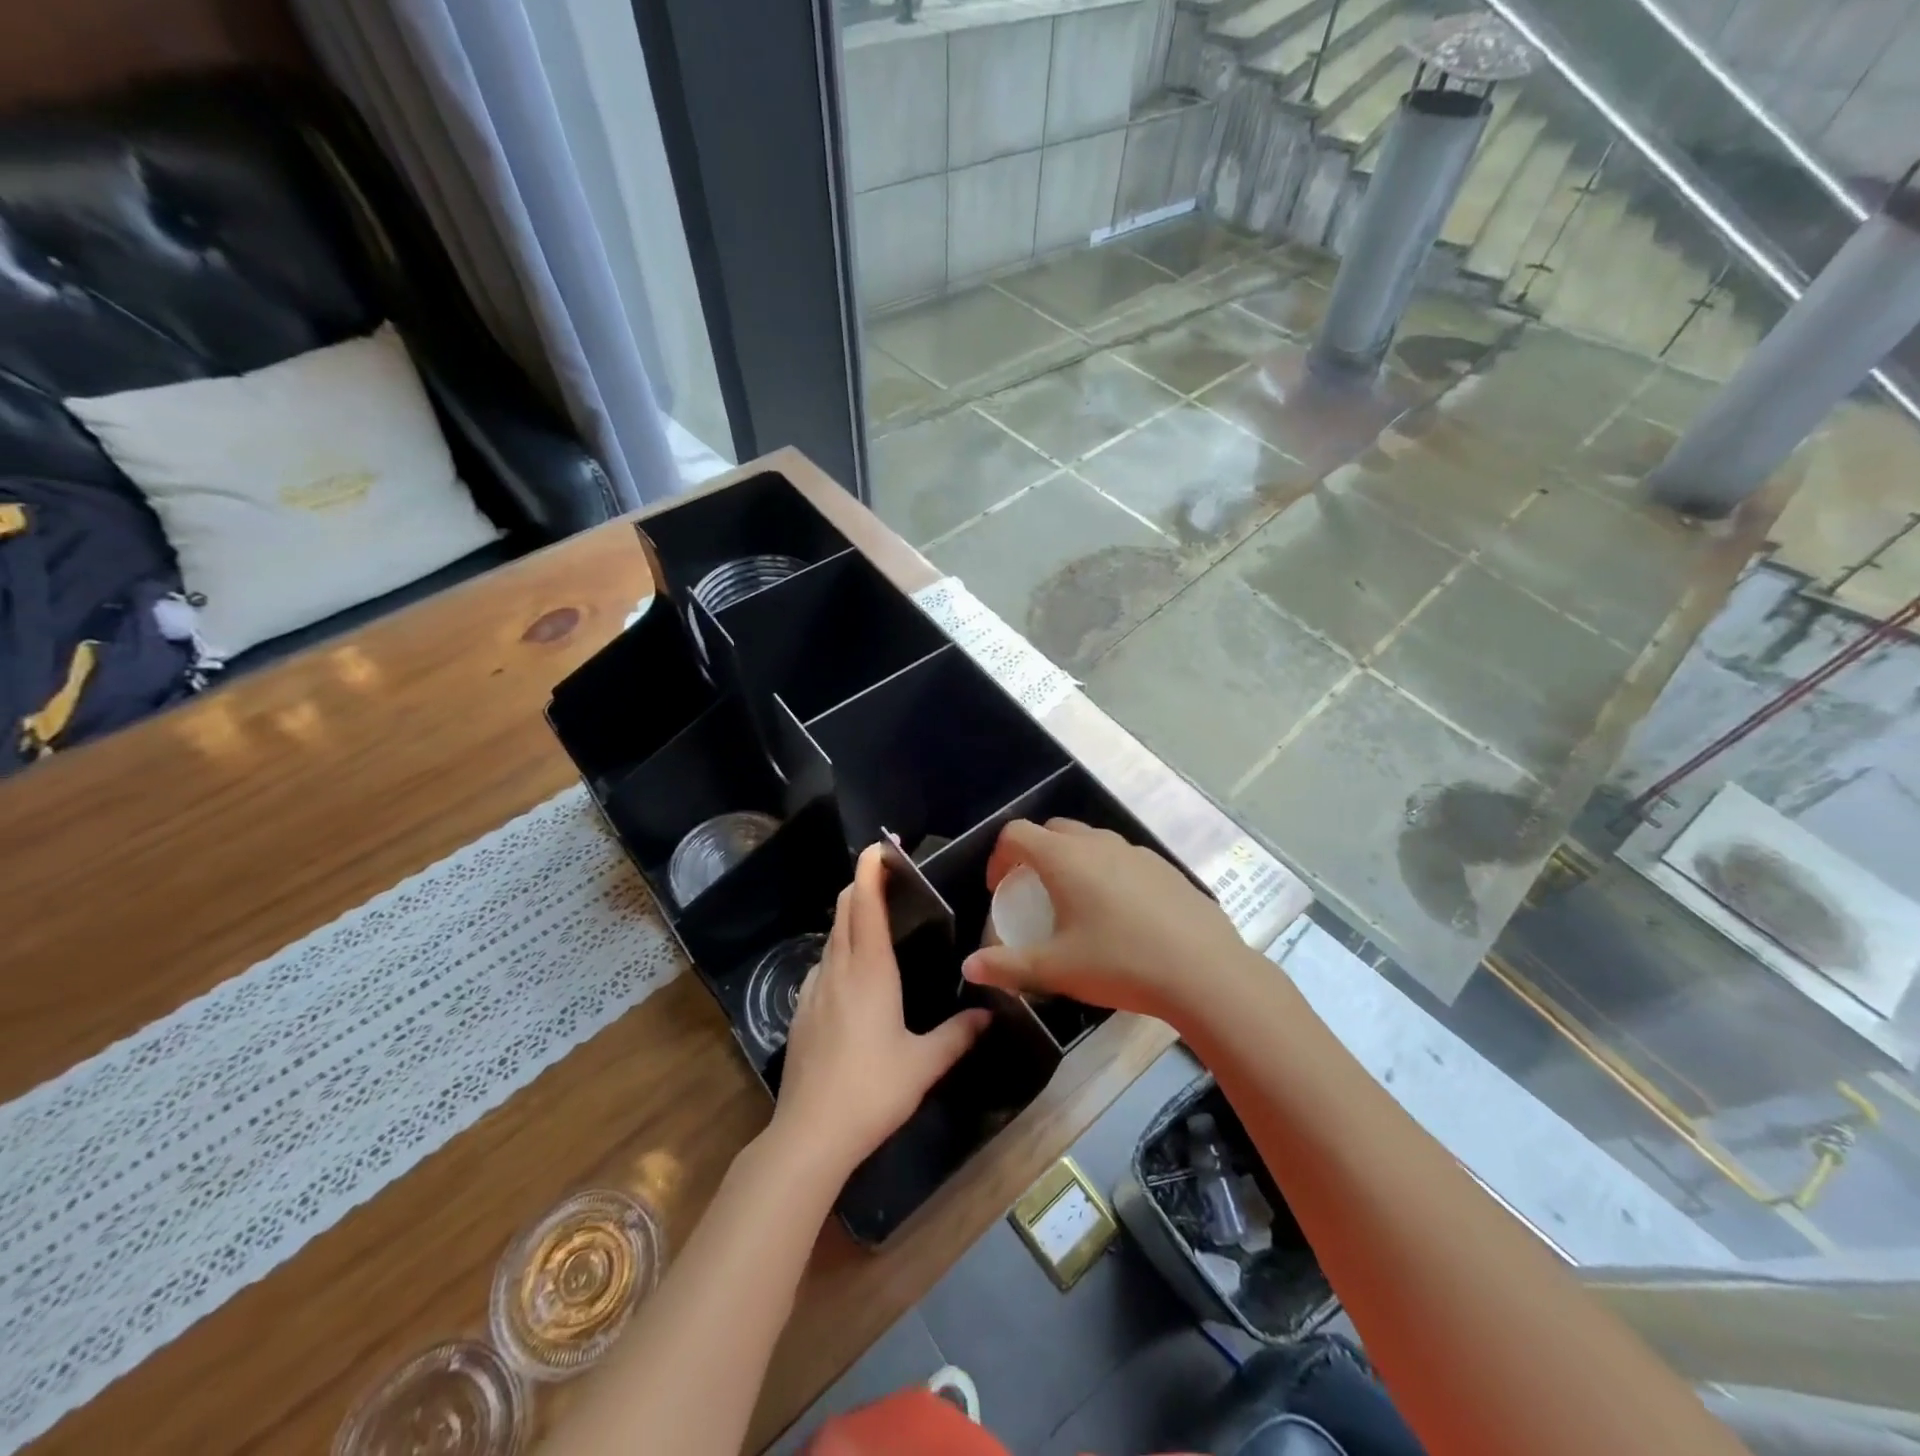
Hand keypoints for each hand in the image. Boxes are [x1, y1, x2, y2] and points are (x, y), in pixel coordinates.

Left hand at [771, 844, 989, 1182]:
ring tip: (872, 921)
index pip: (866, 904)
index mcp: (870, 971)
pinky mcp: (800, 1012)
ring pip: (831, 939)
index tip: (879, 847)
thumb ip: (958, 1034)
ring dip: (849, 920)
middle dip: (860, 886)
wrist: (811, 1133)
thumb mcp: (924, 1063)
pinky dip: (837, 953)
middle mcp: (838, 970)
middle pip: (844, 912)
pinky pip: (821, 967)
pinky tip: (850, 975)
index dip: (870, 871)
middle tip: (883, 875)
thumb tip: (988, 1014)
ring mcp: (813, 990)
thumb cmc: (874, 1089)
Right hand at [960, 818, 1252, 1021]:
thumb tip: (968, 968)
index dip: (998, 857)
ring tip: (1076, 903)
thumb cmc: (1119, 963)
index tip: (999, 890)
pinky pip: (1123, 859)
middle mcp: (1097, 843)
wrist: (1203, 971)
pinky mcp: (1164, 867)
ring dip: (1073, 861)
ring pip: (1091, 842)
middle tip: (1034, 893)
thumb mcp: (1056, 969)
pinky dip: (1107, 873)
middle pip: (1053, 830)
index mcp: (1064, 858)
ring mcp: (1135, 852)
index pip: (1016, 834)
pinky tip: (1121, 915)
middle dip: (1035, 854)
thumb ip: (1008, 966)